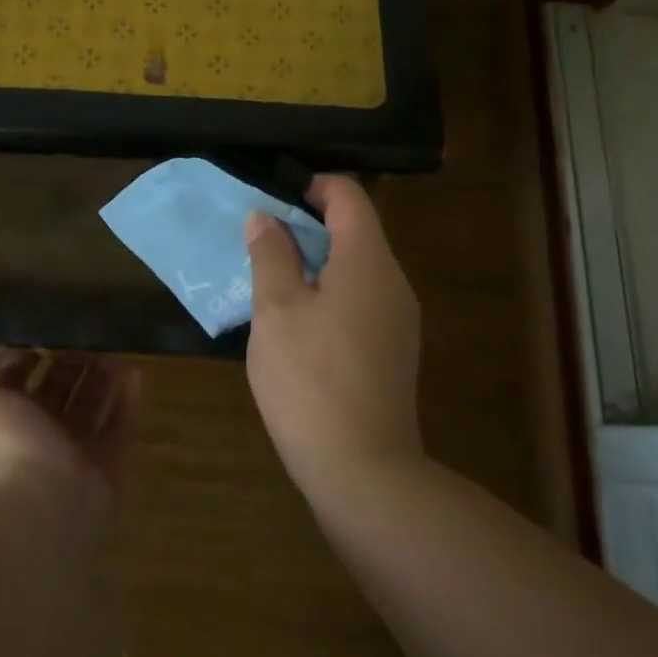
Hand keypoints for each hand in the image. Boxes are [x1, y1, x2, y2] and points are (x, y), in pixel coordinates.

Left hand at [0, 346, 140, 526]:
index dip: (26, 360)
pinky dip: (129, 400)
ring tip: (117, 347)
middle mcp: (43, 435)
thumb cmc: (9, 444)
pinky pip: (122, 424)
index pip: (17, 384)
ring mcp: (78, 450)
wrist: (47, 502)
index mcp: (10, 420)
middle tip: (89, 334)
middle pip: (59, 392)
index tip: (44, 333)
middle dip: (71, 364)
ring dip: (102, 378)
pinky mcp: (110, 461)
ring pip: (91, 406)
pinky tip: (137, 371)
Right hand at [244, 175, 423, 499]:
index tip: (271, 200)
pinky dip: (328, 292)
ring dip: (314, 261)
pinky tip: (294, 321)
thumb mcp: (276, 310)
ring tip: (269, 279)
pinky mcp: (393, 349)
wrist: (363, 471)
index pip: (348, 195)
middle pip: (354, 229)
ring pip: (355, 267)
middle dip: (306, 225)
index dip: (310, 185)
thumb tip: (266, 217)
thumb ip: (271, 254)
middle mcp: (393, 281)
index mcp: (368, 260)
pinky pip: (360, 299)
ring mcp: (398, 318)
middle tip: (259, 240)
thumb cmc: (310, 379)